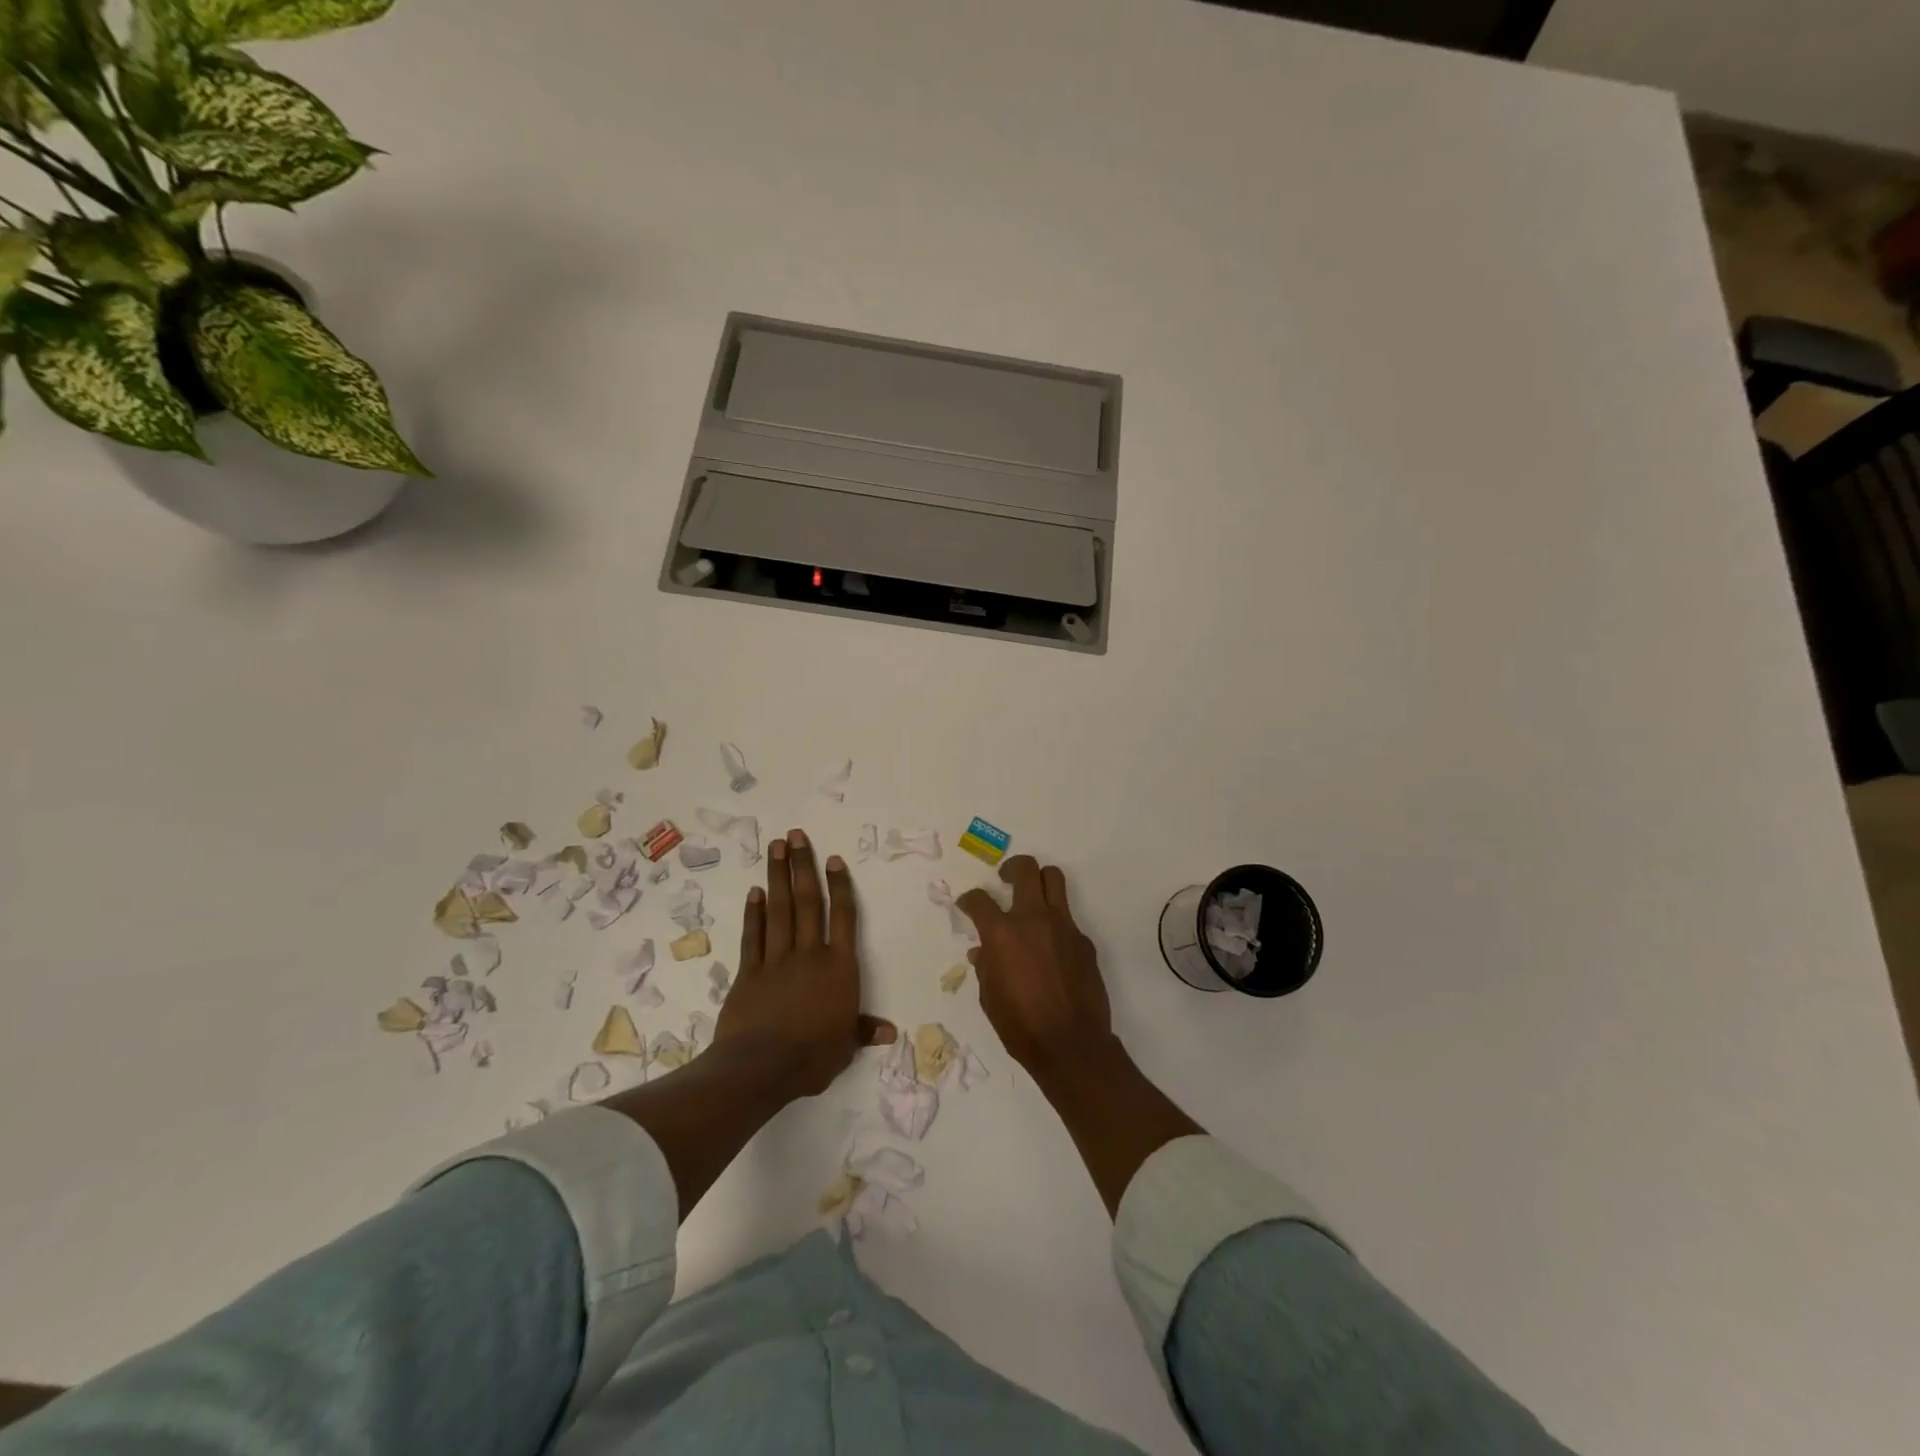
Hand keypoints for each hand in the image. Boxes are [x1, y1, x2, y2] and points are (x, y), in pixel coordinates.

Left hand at [717, 828, 894, 1097]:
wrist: (761, 1067)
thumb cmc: (812, 1057)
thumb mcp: (845, 1047)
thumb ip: (863, 1031)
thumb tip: (890, 1032)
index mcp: (839, 968)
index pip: (843, 918)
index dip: (840, 887)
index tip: (833, 859)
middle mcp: (809, 954)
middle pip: (808, 902)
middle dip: (802, 866)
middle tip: (796, 835)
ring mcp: (776, 960)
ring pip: (780, 910)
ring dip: (778, 877)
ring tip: (776, 847)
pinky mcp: (749, 972)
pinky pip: (754, 936)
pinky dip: (754, 913)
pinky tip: (755, 892)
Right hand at [958, 856, 1112, 1076]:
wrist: (1071, 1044)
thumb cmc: (1020, 1026)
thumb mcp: (990, 997)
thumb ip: (985, 966)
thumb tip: (982, 951)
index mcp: (1002, 933)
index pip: (980, 900)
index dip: (969, 899)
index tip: (968, 904)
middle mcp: (1033, 919)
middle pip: (1026, 869)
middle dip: (1012, 868)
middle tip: (1006, 879)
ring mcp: (1063, 926)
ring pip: (1054, 879)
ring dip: (1040, 881)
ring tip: (1032, 897)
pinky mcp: (1083, 940)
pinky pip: (1068, 918)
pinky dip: (1056, 923)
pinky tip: (1051, 947)